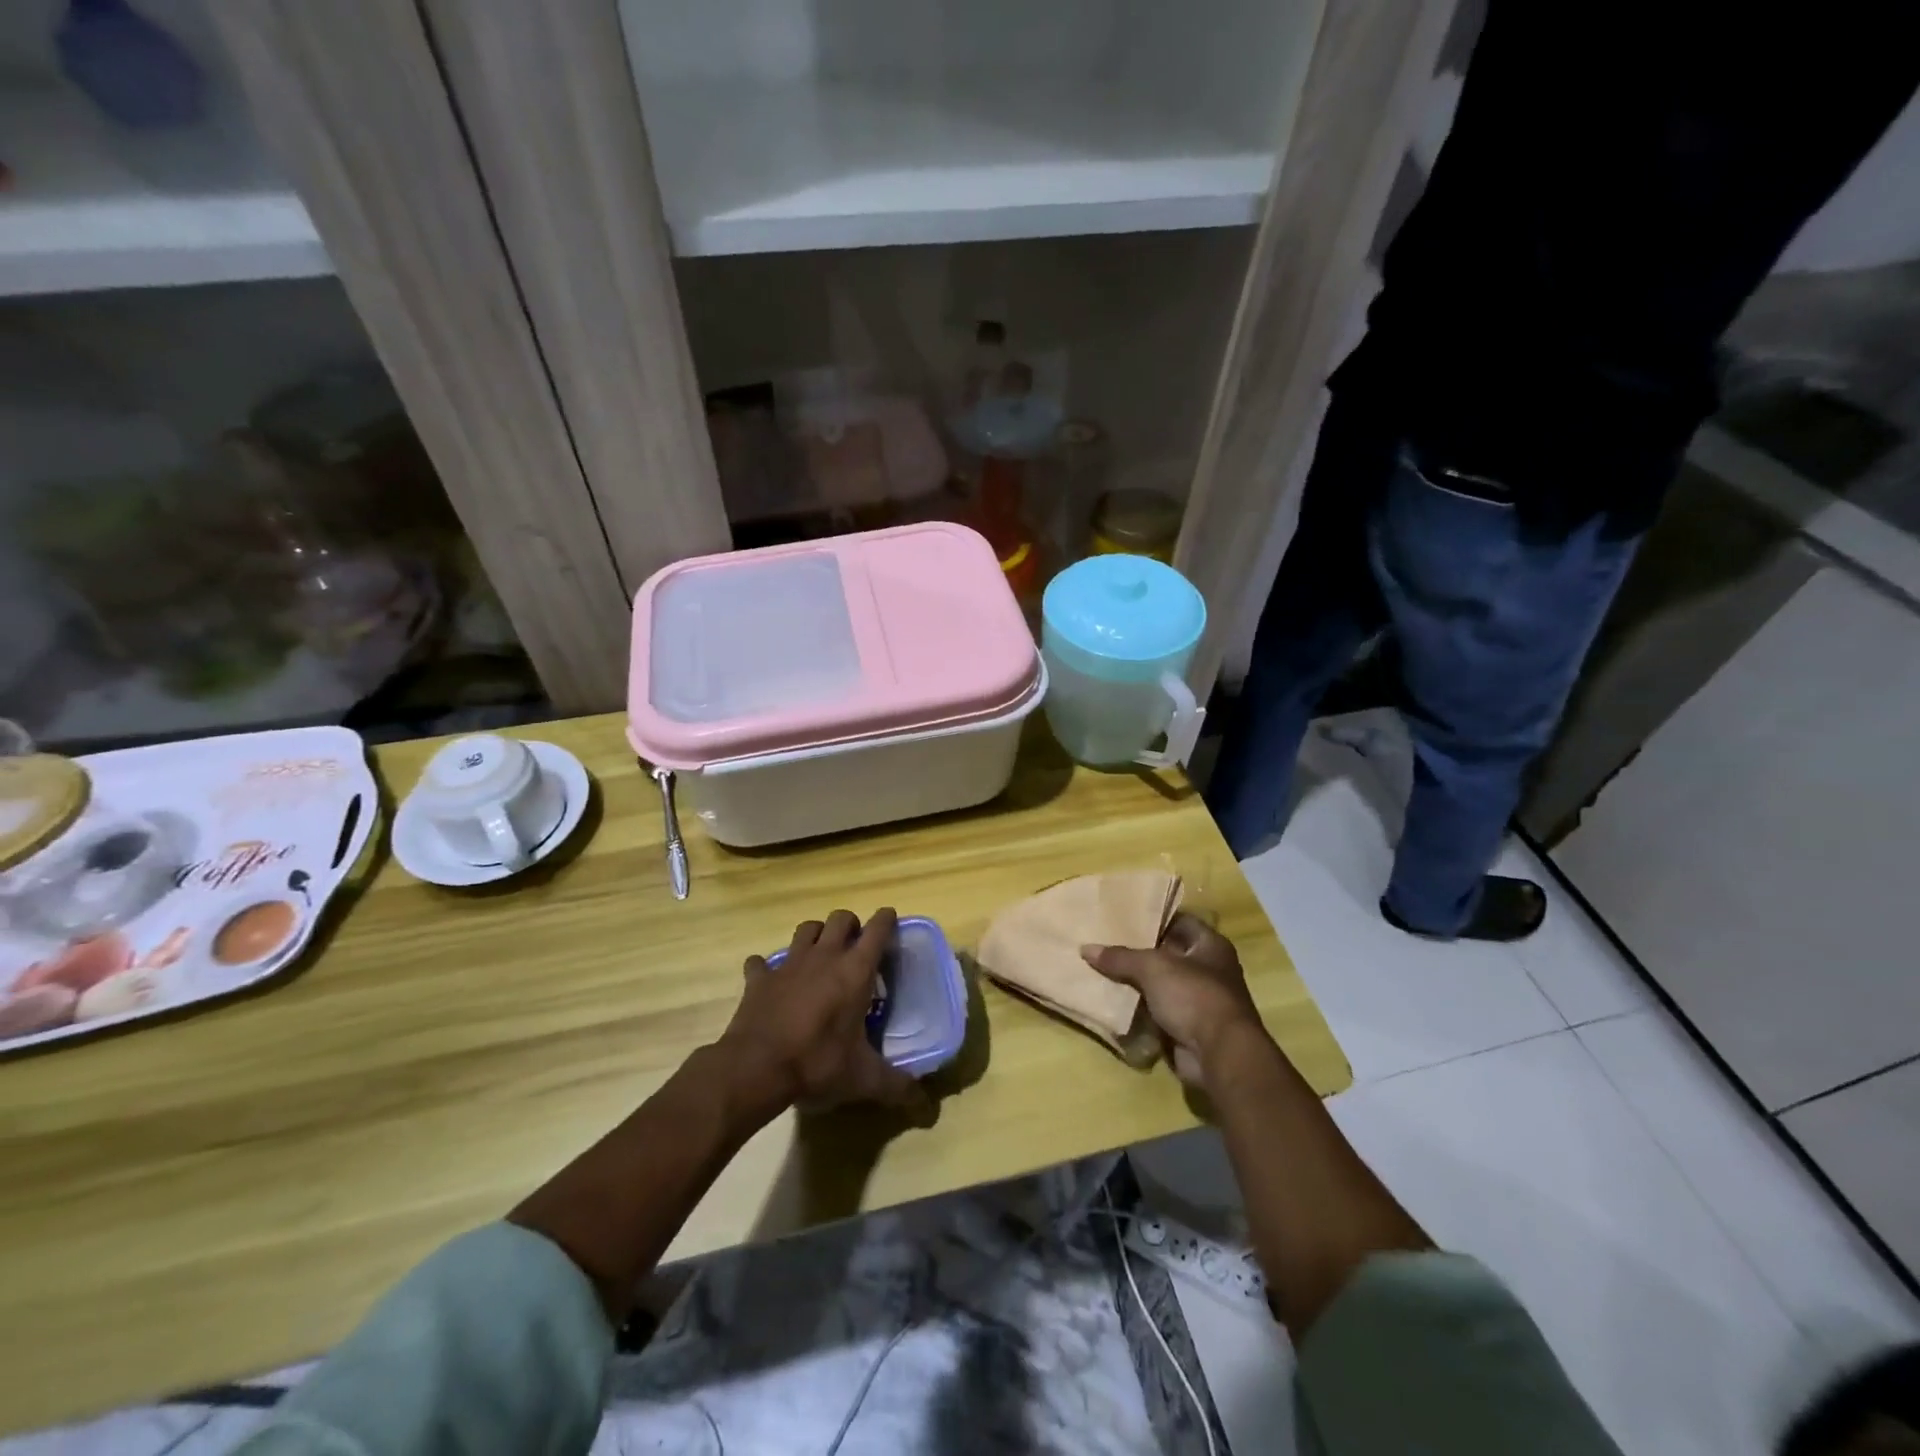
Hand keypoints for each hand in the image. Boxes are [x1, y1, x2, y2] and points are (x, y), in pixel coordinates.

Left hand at [719, 909, 924, 1115]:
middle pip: (840, 918)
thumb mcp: (863, 1079)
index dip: (886, 920)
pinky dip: (766, 967)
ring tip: (819, 954)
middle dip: (851, 925)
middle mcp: (824, 957)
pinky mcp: (759, 978)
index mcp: (855, 971)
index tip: (891, 919)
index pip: (877, 930)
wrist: (756, 1068)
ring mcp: (788, 964)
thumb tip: (925, 1104)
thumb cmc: (817, 1064)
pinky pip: (761, 962)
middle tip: (855, 945)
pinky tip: (770, 980)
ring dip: (815, 935)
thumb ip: (896, 1086)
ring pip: (805, 929)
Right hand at [1082, 914, 1264, 1089]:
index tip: (1124, 918)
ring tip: (1103, 970)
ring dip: (1138, 982)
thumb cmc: (1194, 995)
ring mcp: (1200, 1000)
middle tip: (1106, 943)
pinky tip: (1115, 1001)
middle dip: (1140, 952)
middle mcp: (1209, 970)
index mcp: (1211, 946)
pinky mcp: (1190, 1026)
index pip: (1180, 922)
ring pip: (1162, 984)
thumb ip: (1120, 957)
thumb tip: (1085, 948)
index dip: (1154, 919)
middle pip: (1169, 954)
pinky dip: (1141, 1009)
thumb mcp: (1152, 968)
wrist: (1219, 1054)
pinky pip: (1160, 1011)